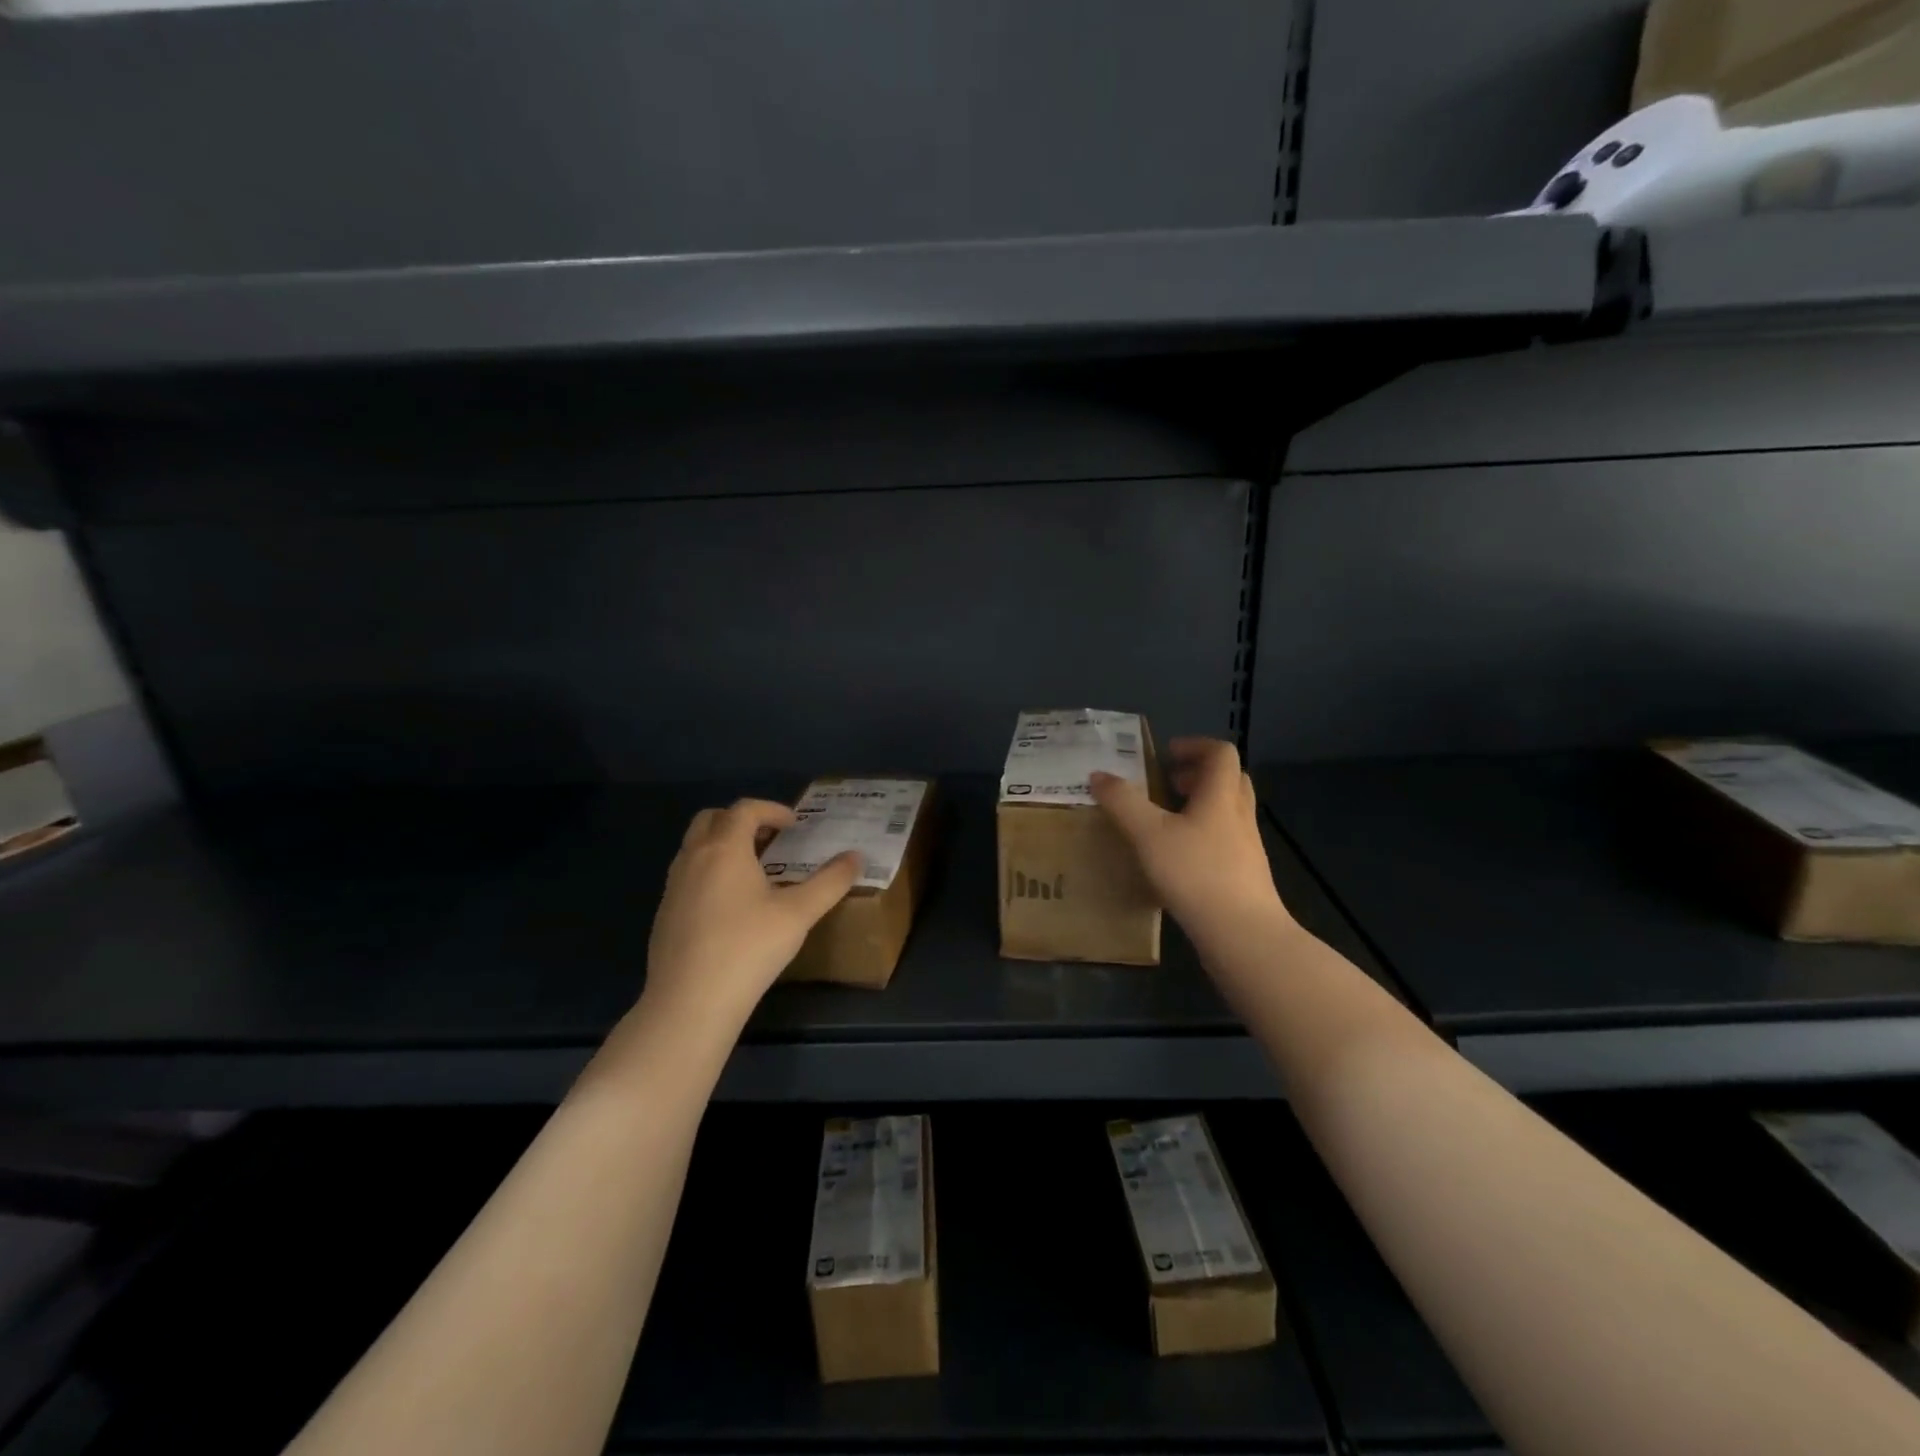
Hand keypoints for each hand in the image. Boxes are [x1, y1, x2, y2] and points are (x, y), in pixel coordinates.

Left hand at [642, 799, 861, 1035]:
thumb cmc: (748, 948)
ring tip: (754, 871)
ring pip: (694, 847)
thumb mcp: (799, 914)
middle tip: (770, 840)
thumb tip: (856, 856)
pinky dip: (709, 872)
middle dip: (741, 820)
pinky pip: (687, 875)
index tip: (795, 825)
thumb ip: (830, 881)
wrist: (689, 1003)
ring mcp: (673, 887)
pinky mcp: (664, 914)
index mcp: (724, 849)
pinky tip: (730, 907)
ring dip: (723, 846)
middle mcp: (693, 858)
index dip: (772, 809)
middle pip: (711, 819)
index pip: (745, 809)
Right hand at [1090, 738, 1289, 944]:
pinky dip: (1203, 836)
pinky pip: (1225, 841)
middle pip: (1228, 780)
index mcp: (1221, 796)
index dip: (1194, 746)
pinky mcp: (1244, 875)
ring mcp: (1247, 847)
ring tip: (1166, 820)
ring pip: (1227, 812)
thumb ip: (1122, 802)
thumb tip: (1099, 775)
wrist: (1242, 934)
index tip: (1166, 756)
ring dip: (1200, 806)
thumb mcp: (1149, 834)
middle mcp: (1239, 816)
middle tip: (1167, 784)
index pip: (1220, 753)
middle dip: (1197, 775)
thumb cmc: (1196, 874)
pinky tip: (1177, 859)